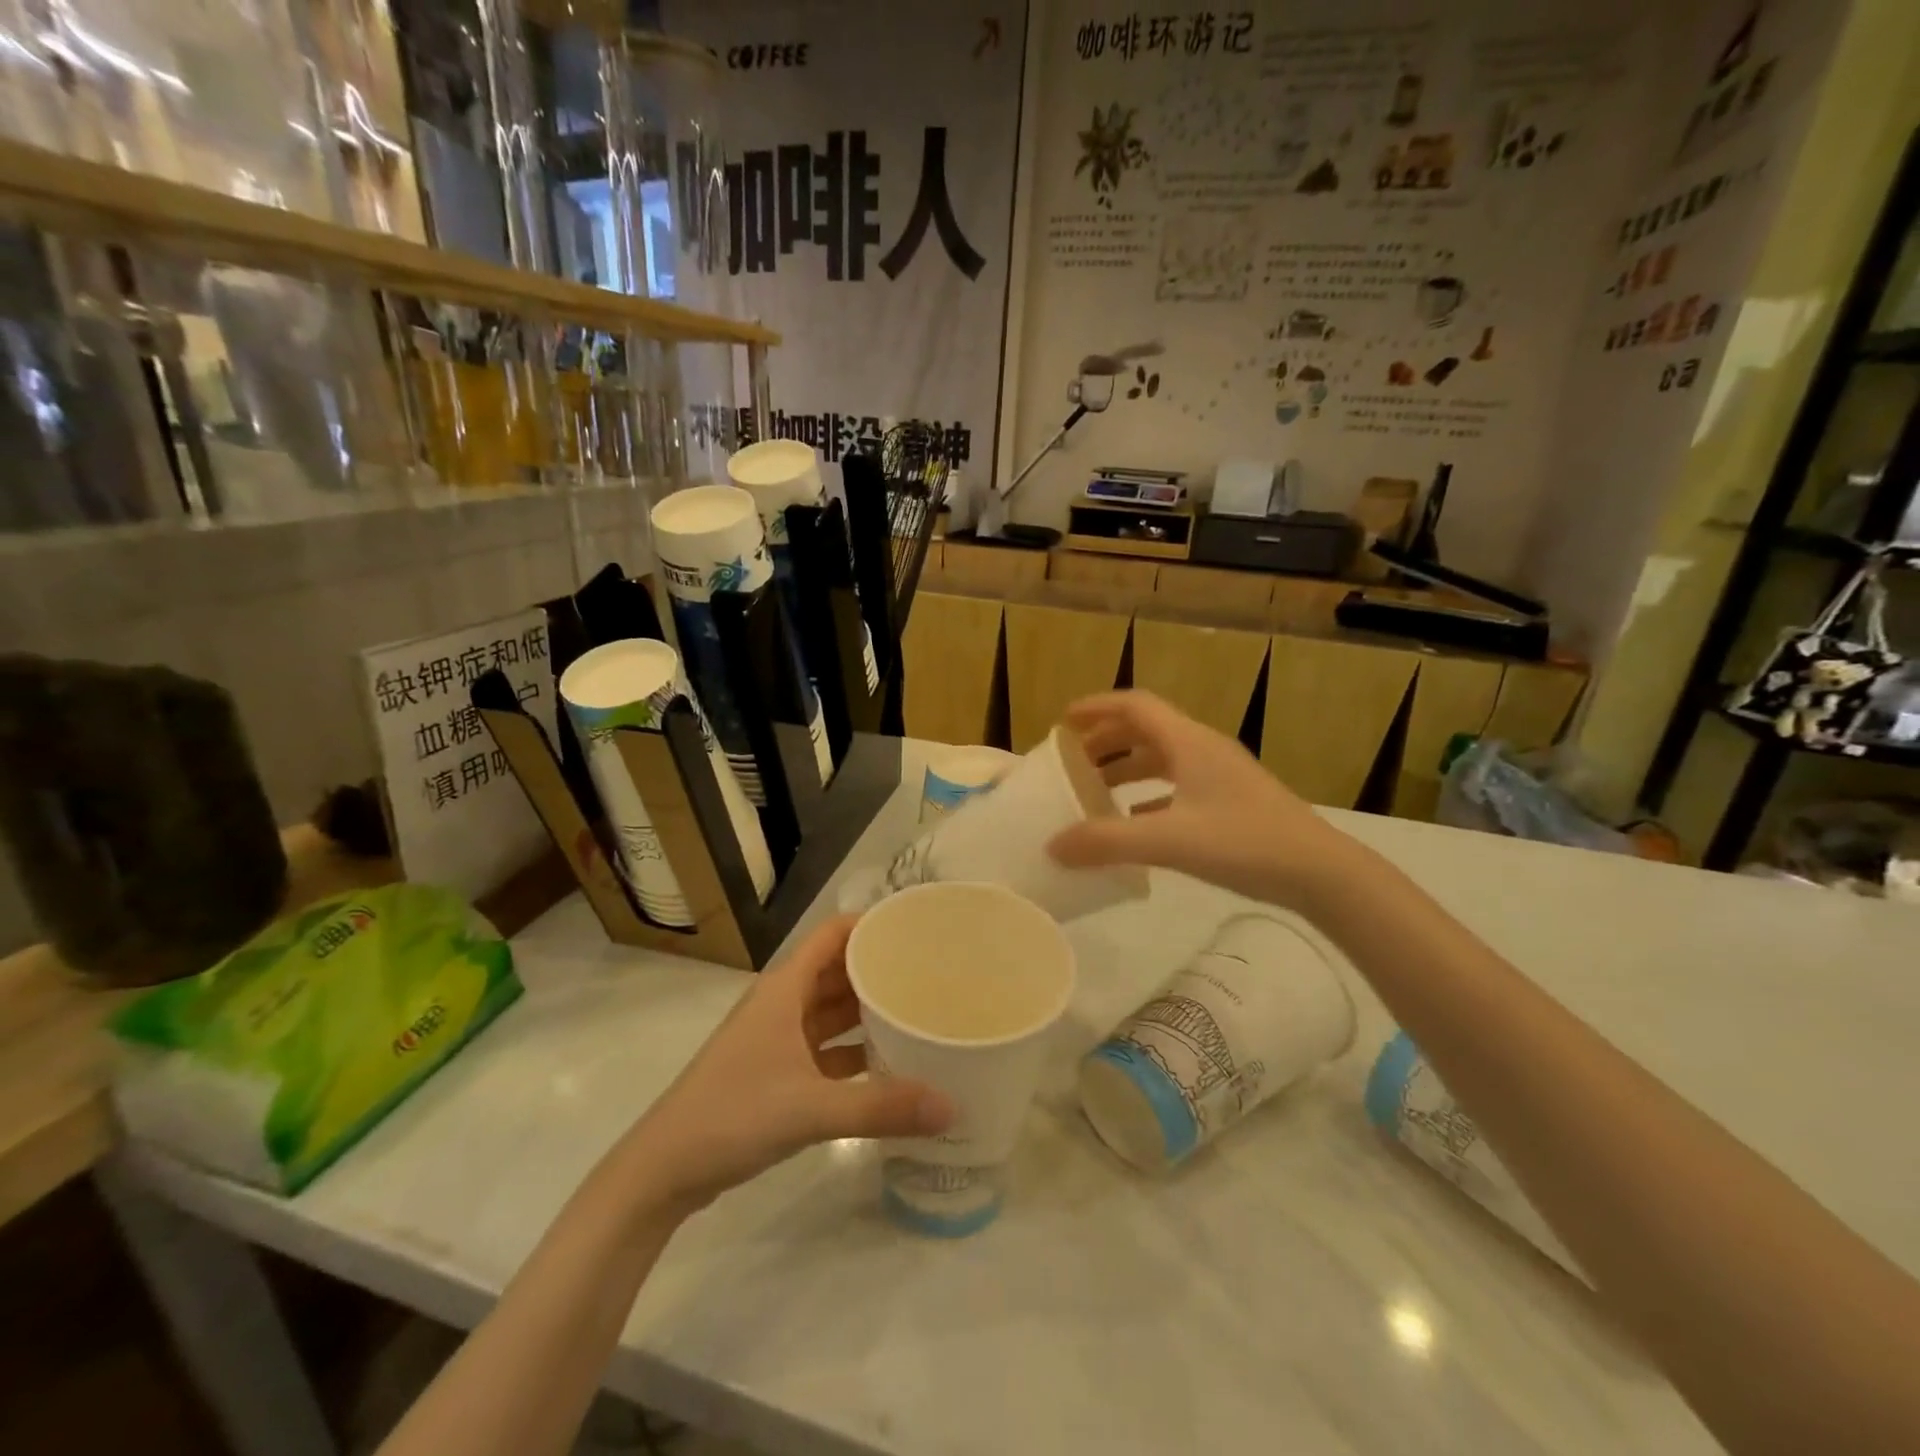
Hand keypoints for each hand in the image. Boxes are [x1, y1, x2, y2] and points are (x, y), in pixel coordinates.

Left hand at [625, 916, 952, 1212]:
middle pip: (838, 969)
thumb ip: (881, 1106)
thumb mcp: (810, 1107)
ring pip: (833, 1010)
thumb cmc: (732, 1115)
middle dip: (880, 968)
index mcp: (786, 988)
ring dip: (868, 1010)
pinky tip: (890, 1062)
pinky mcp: (777, 1072)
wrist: (663, 1171)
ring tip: (919, 1010)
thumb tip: (951, 1107)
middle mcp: (783, 1004)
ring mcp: (778, 1039)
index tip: (916, 929)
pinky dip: (854, 1050)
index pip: (834, 934)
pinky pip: (826, 1048)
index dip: (871, 925)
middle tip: (932, 972)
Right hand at [1048, 690, 1358, 907]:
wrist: (1321, 872)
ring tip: (1096, 789)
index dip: (1097, 707)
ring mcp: (1220, 776)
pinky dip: (1149, 796)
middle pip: (1146, 729)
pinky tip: (1136, 821)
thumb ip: (1108, 842)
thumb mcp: (1170, 841)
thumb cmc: (1245, 842)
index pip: (1136, 705)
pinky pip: (1178, 786)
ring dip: (1127, 767)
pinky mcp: (1230, 802)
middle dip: (1107, 739)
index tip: (1063, 720)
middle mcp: (1203, 749)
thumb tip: (1053, 845)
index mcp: (1188, 742)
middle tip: (1073, 760)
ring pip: (1163, 758)